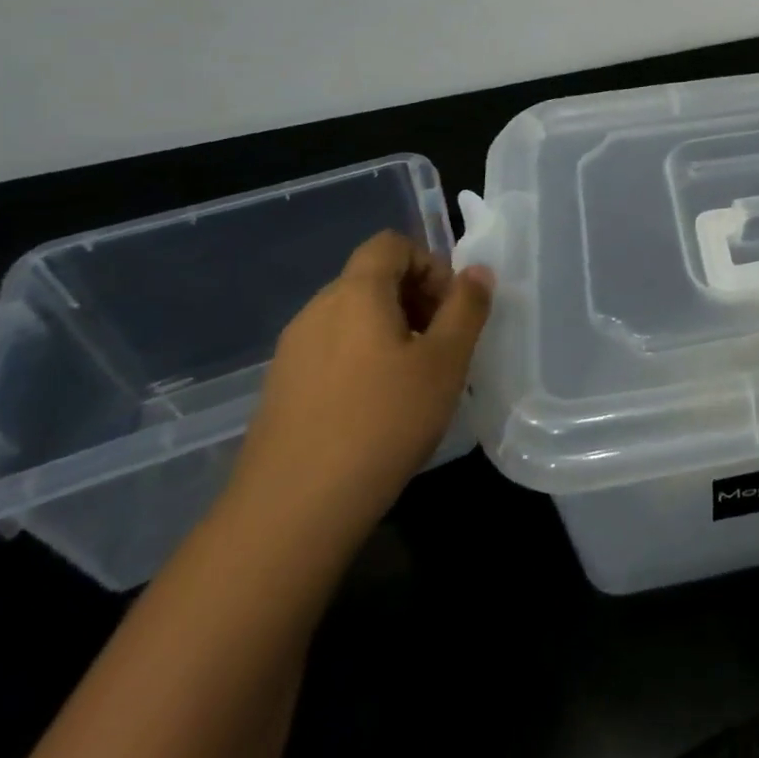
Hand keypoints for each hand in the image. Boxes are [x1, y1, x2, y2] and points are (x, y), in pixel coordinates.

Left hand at [222, 231, 492, 563]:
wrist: (291, 512)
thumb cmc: (383, 422)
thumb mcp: (445, 361)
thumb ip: (466, 307)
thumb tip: (477, 271)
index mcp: (354, 294)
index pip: (391, 245)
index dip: (429, 263)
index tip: (451, 308)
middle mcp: (316, 311)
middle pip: (372, 278)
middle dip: (417, 298)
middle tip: (444, 344)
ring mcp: (292, 353)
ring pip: (353, 317)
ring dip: (392, 330)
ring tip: (416, 379)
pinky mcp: (281, 390)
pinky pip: (333, 351)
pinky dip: (364, 359)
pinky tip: (379, 408)